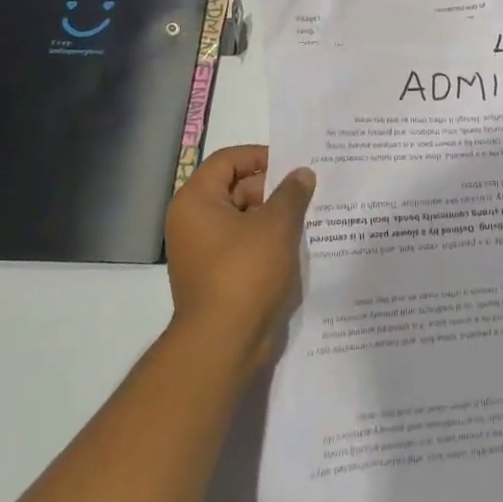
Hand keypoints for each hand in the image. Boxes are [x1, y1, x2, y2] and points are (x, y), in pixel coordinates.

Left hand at [164, 146, 315, 375]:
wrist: (224, 344)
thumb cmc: (245, 272)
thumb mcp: (276, 224)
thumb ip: (291, 192)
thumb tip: (302, 174)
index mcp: (196, 201)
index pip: (228, 160)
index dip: (261, 156)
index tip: (293, 164)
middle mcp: (192, 222)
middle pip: (235, 189)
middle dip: (273, 189)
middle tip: (308, 191)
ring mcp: (202, 252)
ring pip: (243, 220)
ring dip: (274, 217)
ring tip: (310, 216)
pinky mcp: (216, 277)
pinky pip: (244, 246)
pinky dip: (267, 242)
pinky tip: (297, 246)